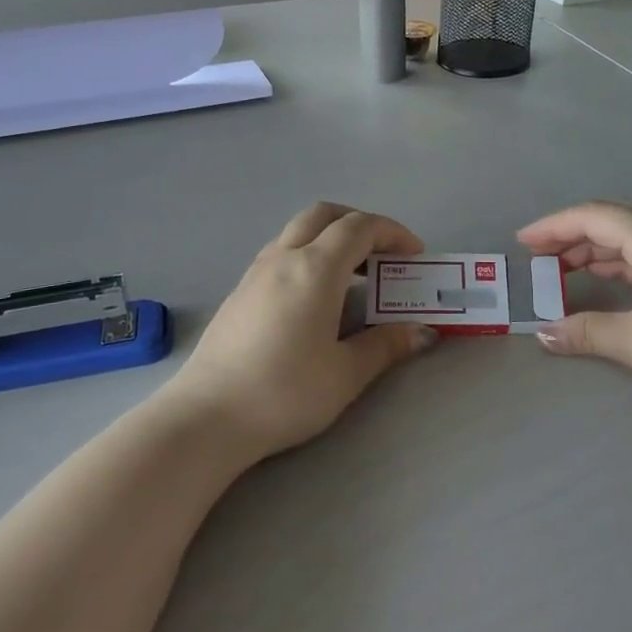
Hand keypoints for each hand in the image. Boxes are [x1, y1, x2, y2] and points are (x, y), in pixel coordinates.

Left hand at [172, 203, 435, 460]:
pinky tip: (314, 297)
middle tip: (383, 253)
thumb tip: (423, 332)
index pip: (360, 227)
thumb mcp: (346, 373)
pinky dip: (308, 255)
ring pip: (298, 231)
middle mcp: (283, 258)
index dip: (392, 232)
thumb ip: (386, 345)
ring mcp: (255, 273)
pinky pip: (281, 252)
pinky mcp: (239, 293)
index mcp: (315, 269)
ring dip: (330, 238)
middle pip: (324, 214)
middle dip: (359, 222)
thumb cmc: (285, 392)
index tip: (414, 255)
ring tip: (353, 275)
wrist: (207, 417)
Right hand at [518, 202, 631, 424]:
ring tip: (566, 273)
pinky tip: (610, 286)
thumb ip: (586, 332)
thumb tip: (543, 334)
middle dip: (572, 238)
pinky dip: (623, 266)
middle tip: (539, 260)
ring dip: (598, 252)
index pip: (594, 217)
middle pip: (614, 223)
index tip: (522, 243)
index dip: (553, 226)